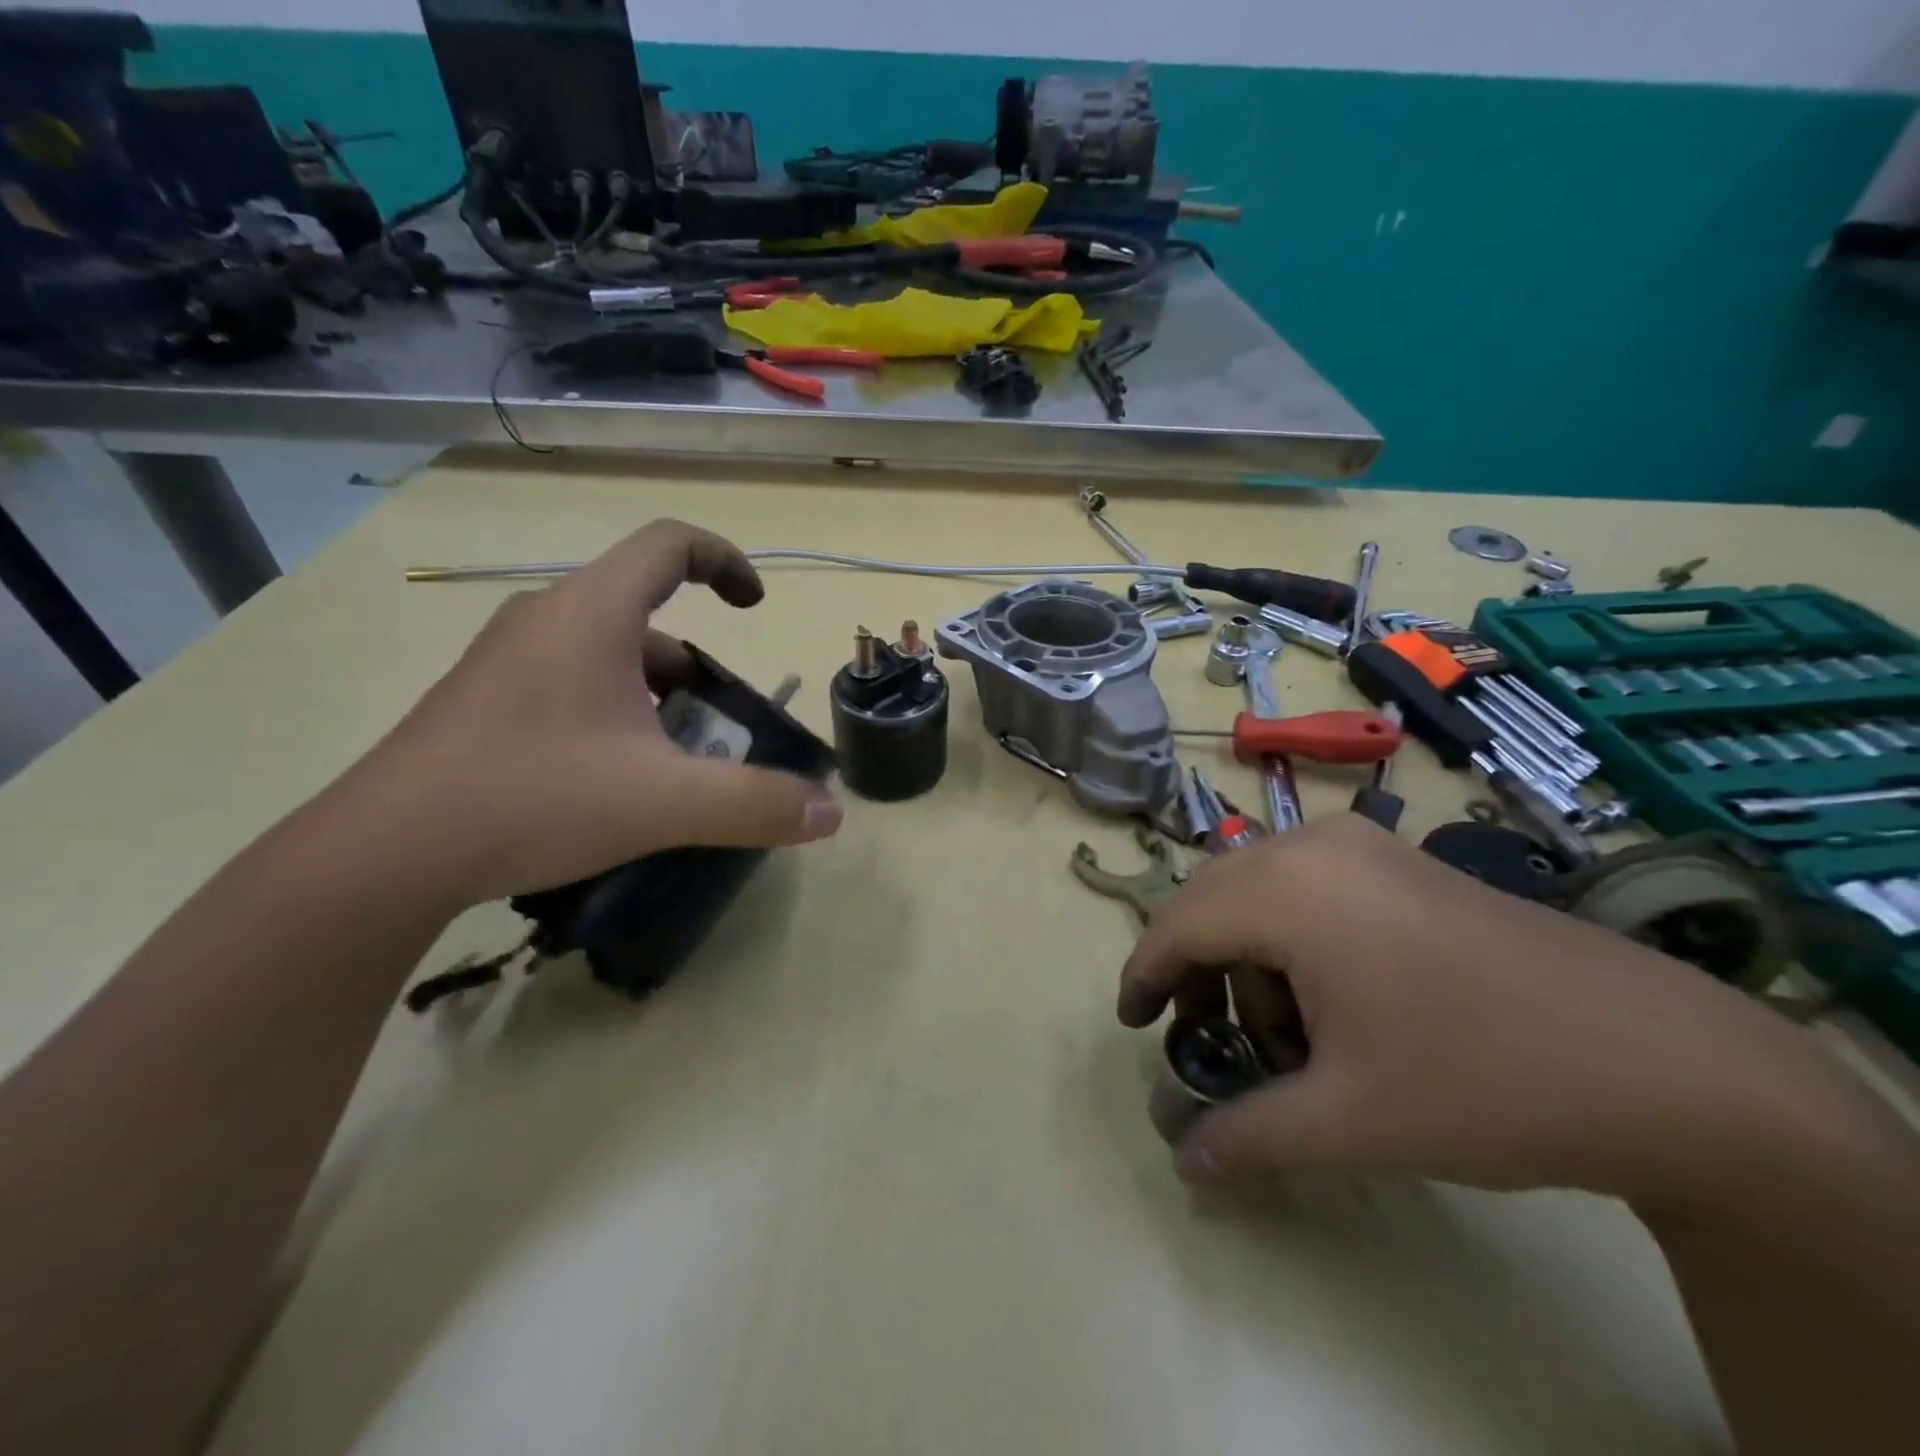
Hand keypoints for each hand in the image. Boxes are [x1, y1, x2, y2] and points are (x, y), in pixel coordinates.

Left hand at [346, 520, 841, 906]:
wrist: (381, 855)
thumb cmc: (532, 798)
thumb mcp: (664, 803)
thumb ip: (757, 804)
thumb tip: (831, 814)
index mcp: (591, 615)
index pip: (669, 545)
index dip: (725, 561)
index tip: (755, 607)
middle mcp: (546, 620)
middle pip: (645, 613)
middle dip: (697, 668)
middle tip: (718, 728)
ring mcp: (507, 660)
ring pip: (608, 655)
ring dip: (657, 695)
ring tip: (674, 763)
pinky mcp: (485, 700)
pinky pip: (571, 683)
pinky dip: (615, 713)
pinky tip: (616, 780)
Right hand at [1117, 816, 1878, 1207]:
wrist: (1663, 1061)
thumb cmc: (1481, 1079)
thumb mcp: (1349, 1122)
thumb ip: (1248, 1138)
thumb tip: (1185, 1164)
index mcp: (1287, 889)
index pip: (1178, 925)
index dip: (1145, 976)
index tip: (1134, 1025)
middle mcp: (1312, 845)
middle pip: (1212, 899)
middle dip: (1196, 968)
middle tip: (1206, 1036)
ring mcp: (1361, 844)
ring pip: (1258, 890)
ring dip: (1248, 956)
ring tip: (1289, 1034)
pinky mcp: (1398, 858)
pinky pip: (1306, 884)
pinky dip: (1291, 935)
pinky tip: (1334, 996)